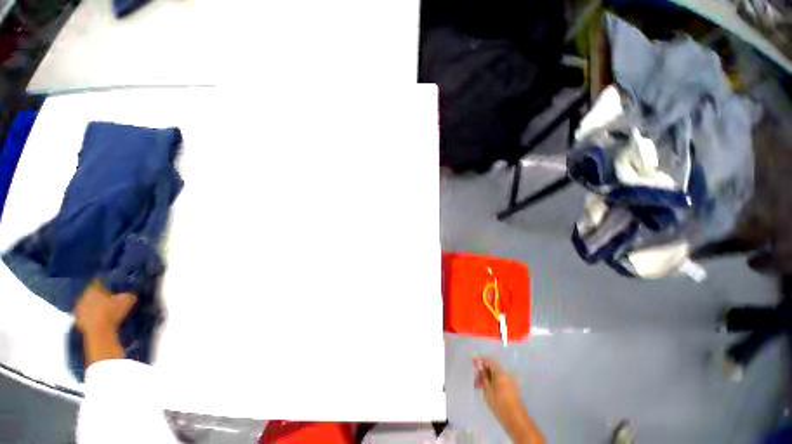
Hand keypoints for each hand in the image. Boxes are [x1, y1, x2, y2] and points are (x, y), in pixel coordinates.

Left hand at [74, 279, 136, 334]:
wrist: (99, 330)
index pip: (99, 281)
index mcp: (94, 288)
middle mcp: (84, 295)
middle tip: (108, 298)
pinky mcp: (78, 319)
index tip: (112, 286)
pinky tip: (98, 318)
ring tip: (103, 309)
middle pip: (92, 292)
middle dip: (99, 294)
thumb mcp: (127, 300)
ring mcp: (79, 308)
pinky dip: (90, 314)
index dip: (106, 283)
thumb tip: (129, 293)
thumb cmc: (112, 312)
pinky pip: (85, 313)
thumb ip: (128, 294)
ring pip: (87, 303)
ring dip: (93, 304)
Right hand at [473, 356, 544, 443]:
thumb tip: (479, 366)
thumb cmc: (500, 405)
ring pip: (496, 374)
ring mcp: (510, 381)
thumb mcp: (487, 391)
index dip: (480, 360)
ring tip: (479, 385)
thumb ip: (483, 376)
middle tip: (475, 378)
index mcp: (500, 373)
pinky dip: (493, 381)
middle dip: (483, 370)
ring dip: (487, 377)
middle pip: (493, 367)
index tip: (473, 362)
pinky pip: (500, 379)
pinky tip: (487, 389)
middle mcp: (506, 374)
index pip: (489, 361)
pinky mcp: (511, 388)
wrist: (516, 420)